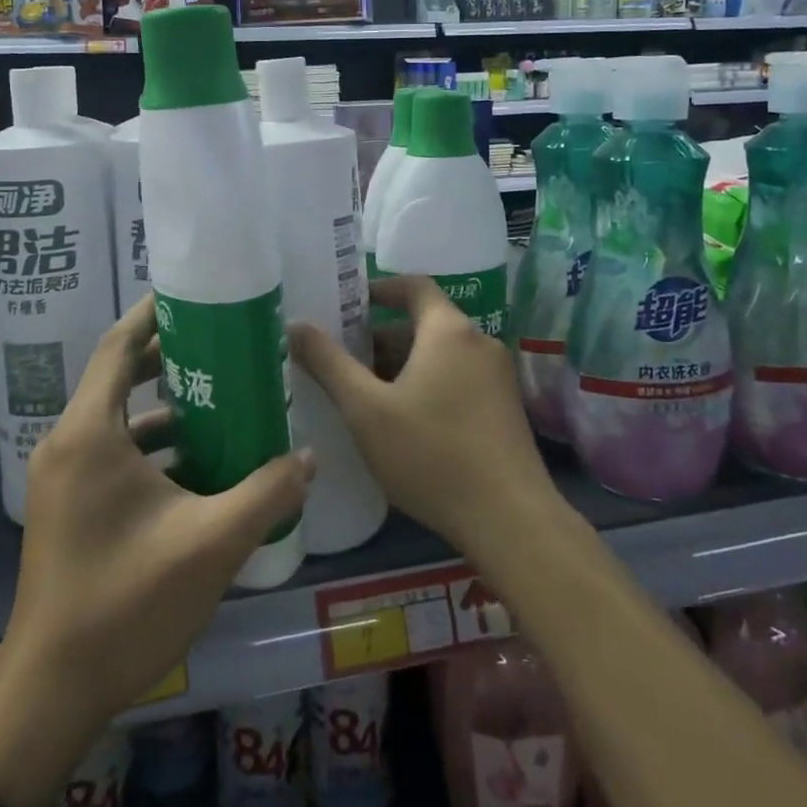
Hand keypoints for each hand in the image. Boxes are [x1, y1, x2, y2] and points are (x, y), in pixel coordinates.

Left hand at [3, 292, 315, 737]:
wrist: (50, 694)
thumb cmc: (125, 602)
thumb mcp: (211, 543)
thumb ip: (267, 492)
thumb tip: (310, 457)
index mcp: (90, 435)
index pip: (117, 348)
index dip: (152, 315)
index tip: (193, 295)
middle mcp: (69, 445)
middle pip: (119, 377)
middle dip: (171, 358)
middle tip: (224, 345)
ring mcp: (64, 480)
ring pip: (120, 421)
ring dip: (168, 409)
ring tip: (224, 402)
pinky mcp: (69, 509)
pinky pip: (115, 455)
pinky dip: (155, 448)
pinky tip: (202, 466)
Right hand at [288, 275, 558, 561]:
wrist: (510, 519)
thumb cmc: (431, 454)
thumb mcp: (367, 410)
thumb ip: (329, 364)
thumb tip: (296, 325)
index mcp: (448, 330)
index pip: (414, 286)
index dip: (381, 289)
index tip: (349, 303)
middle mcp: (479, 342)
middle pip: (425, 323)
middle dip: (382, 337)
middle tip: (343, 359)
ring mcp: (498, 376)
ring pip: (441, 354)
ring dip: (404, 364)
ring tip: (365, 393)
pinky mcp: (506, 408)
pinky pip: (459, 378)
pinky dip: (428, 383)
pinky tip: (403, 421)